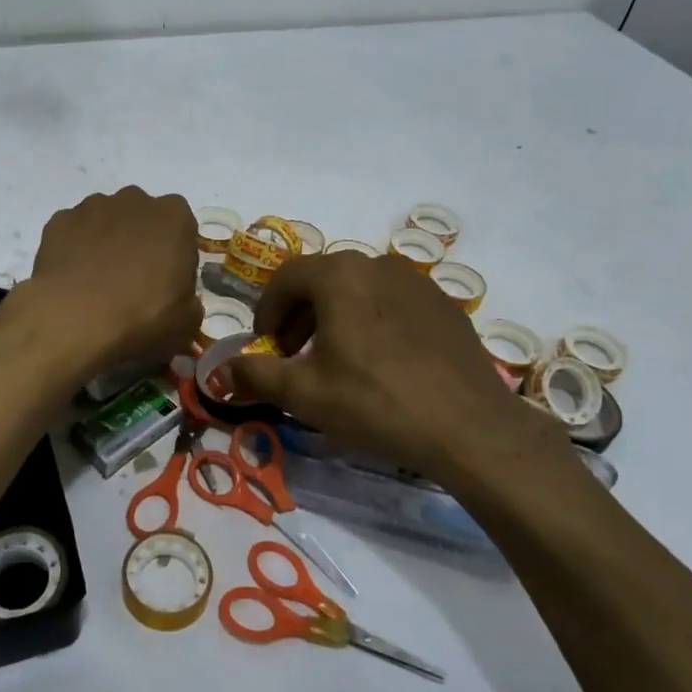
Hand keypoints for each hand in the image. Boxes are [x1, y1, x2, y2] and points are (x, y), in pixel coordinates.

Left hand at [22, 187, 201, 377]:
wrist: (74, 319)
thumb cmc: (142, 316)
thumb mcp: (186, 322)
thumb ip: (189, 303)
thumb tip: (181, 303)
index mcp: (174, 216)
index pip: (182, 226)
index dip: (175, 253)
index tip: (168, 280)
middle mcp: (135, 200)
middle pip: (142, 217)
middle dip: (140, 240)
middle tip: (134, 280)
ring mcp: (93, 206)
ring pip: (106, 220)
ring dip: (107, 241)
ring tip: (99, 281)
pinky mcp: (59, 220)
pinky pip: (74, 232)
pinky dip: (75, 249)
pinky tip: (73, 278)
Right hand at [226, 253, 564, 483]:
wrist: (468, 427)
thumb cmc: (375, 401)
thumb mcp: (304, 393)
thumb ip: (256, 375)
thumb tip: (223, 370)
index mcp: (340, 275)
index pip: (286, 277)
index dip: (267, 310)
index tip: (265, 346)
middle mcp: (378, 264)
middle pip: (324, 280)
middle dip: (299, 315)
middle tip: (294, 355)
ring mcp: (417, 282)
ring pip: (360, 290)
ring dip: (336, 318)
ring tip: (336, 360)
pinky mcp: (445, 306)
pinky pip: (394, 304)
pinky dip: (373, 322)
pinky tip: (381, 364)